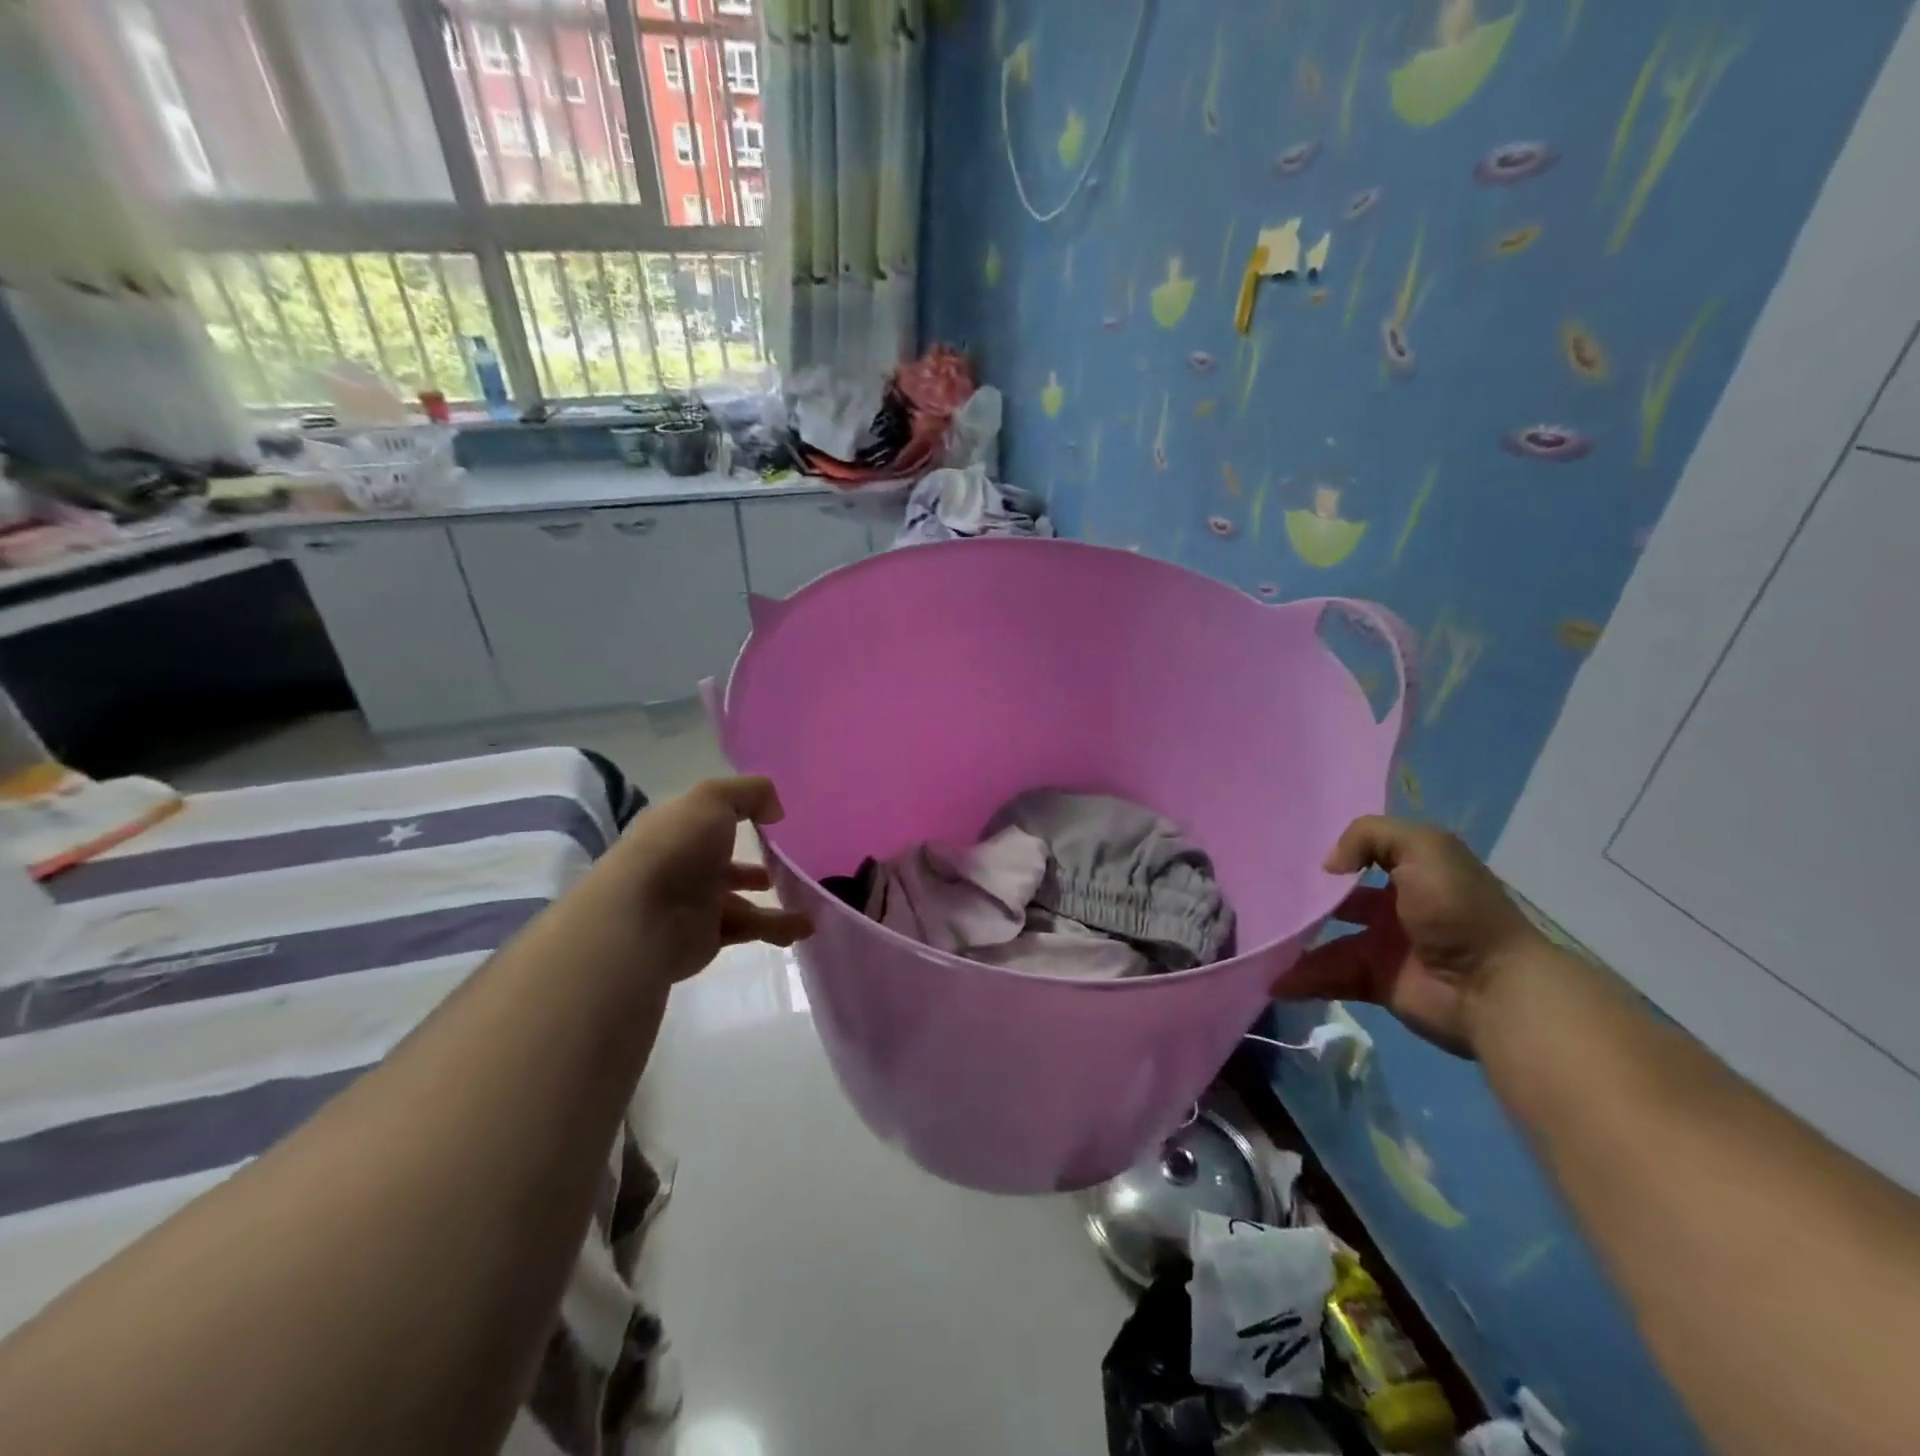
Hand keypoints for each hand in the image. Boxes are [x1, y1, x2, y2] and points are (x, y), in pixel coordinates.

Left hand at [608, 776, 813, 982]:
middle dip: (753, 866)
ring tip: (811, 899)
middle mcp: (683, 864)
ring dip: (775, 901)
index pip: (708, 819)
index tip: (774, 820)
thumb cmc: (676, 848)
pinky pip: (749, 929)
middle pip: (724, 863)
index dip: (737, 816)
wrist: (642, 920)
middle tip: (790, 865)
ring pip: (741, 900)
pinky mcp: (706, 938)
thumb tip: (774, 810)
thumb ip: (749, 793)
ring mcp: (693, 903)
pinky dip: (777, 927)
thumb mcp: (712, 800)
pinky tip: (805, 926)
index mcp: (678, 828)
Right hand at [1281, 816, 1546, 1056]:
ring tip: (1257, 938)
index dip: (1329, 853)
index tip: (1284, 853)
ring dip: (1294, 941)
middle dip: (1303, 898)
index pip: (1361, 855)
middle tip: (1259, 895)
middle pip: (1337, 899)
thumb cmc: (1457, 909)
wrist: (1493, 987)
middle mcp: (1395, 906)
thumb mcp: (1423, 847)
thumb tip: (1329, 867)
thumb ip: (1369, 836)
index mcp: (1410, 871)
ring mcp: (1383, 946)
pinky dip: (1300, 979)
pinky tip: (1272, 978)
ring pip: (1326, 939)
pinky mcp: (1375, 982)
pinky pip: (1329, 976)